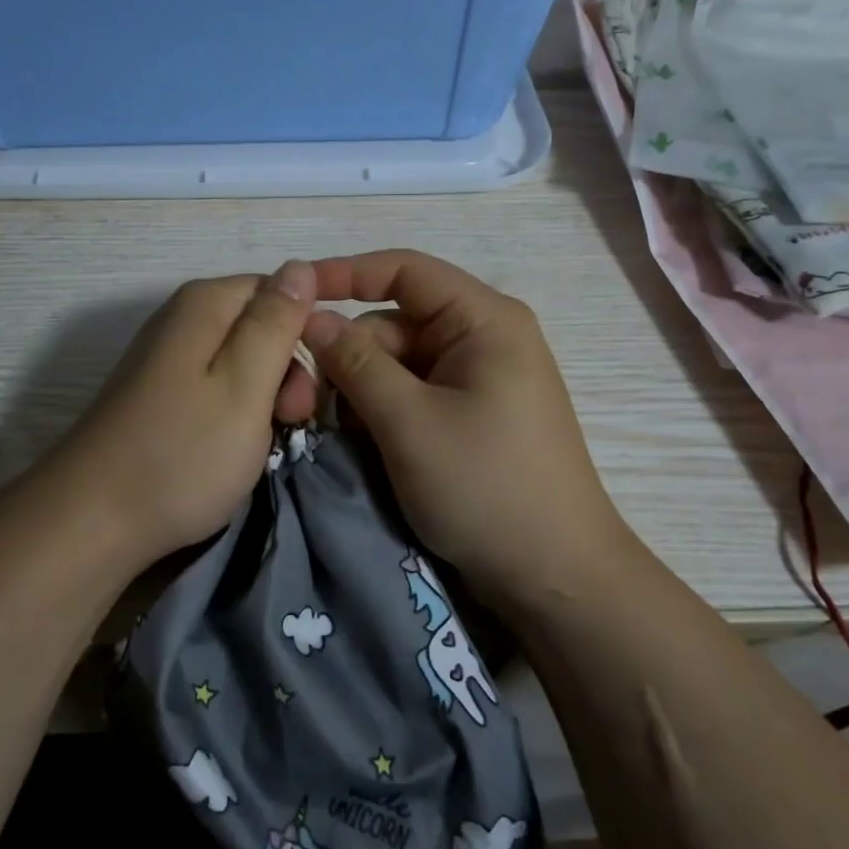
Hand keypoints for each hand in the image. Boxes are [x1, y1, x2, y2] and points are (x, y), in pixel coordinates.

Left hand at [49, 262, 319, 572]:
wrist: (93, 520)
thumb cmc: (182, 453)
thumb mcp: (245, 385)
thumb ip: (275, 322)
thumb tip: (300, 266)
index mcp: (206, 304)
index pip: (281, 288)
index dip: (308, 327)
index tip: (319, 375)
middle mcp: (182, 319)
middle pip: (260, 325)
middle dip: (288, 368)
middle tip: (292, 420)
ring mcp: (167, 358)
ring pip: (243, 360)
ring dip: (266, 396)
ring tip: (264, 441)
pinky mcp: (159, 393)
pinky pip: (217, 386)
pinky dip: (238, 412)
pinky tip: (235, 446)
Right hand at [303, 250, 625, 608]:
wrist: (556, 578)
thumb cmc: (486, 488)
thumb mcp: (409, 423)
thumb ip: (355, 363)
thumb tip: (311, 317)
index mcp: (483, 320)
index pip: (403, 270)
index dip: (344, 274)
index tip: (292, 295)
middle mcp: (483, 337)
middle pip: (394, 322)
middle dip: (349, 354)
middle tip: (307, 399)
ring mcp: (478, 378)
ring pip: (398, 362)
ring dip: (361, 390)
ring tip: (338, 431)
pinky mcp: (471, 413)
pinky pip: (413, 393)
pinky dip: (383, 411)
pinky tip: (365, 444)